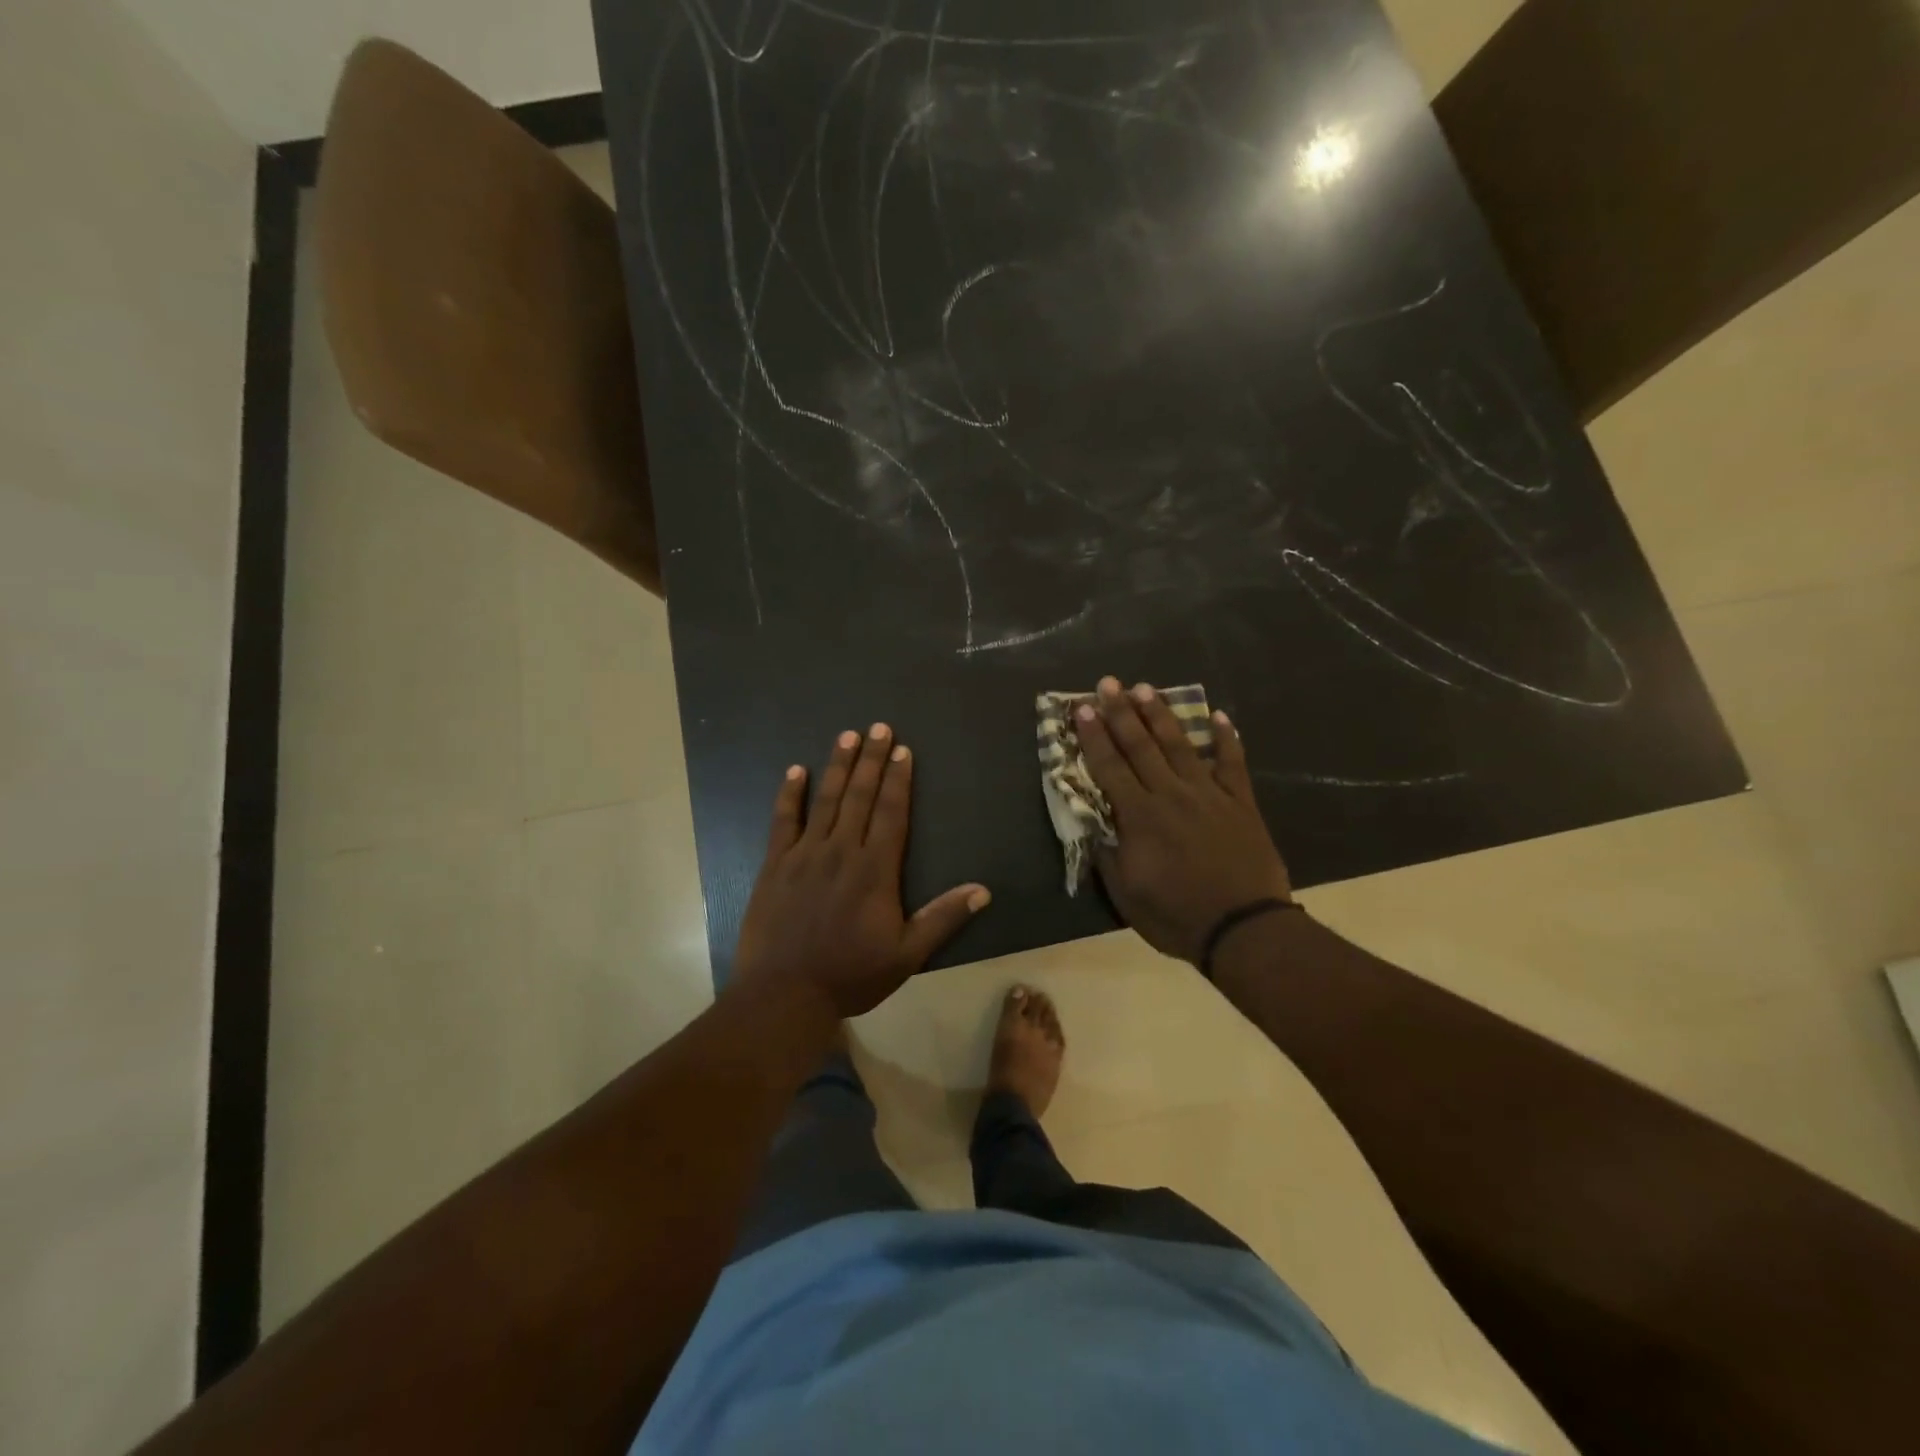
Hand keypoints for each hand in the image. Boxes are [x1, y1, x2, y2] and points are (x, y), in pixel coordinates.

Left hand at [733, 725, 990, 1017]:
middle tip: (879, 726)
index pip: (891, 813)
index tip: (903, 750)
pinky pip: (783, 821)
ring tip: (847, 735)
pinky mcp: (776, 865)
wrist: (784, 994)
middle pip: (860, 796)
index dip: (898, 780)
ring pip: (826, 800)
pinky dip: (790, 795)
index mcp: (875, 869)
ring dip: (838, 766)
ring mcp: (805, 854)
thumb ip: (942, 918)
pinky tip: (796, 771)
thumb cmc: (851, 974)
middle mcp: (841, 851)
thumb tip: (983, 890)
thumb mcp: (906, 954)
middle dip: (871, 759)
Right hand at [1075, 678, 1291, 966]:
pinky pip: (1232, 764)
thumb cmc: (1176, 916)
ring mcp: (1208, 795)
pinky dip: (1226, 739)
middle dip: (1121, 712)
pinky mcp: (1240, 803)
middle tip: (1108, 683)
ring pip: (1180, 745)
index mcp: (1139, 816)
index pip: (1109, 767)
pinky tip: (1220, 716)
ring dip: (1161, 715)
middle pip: (1141, 746)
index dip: (1093, 736)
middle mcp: (1170, 794)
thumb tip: (1094, 824)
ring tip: (1146, 688)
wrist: (1244, 929)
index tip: (1081, 708)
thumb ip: (1108, 855)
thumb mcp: (1126, 895)